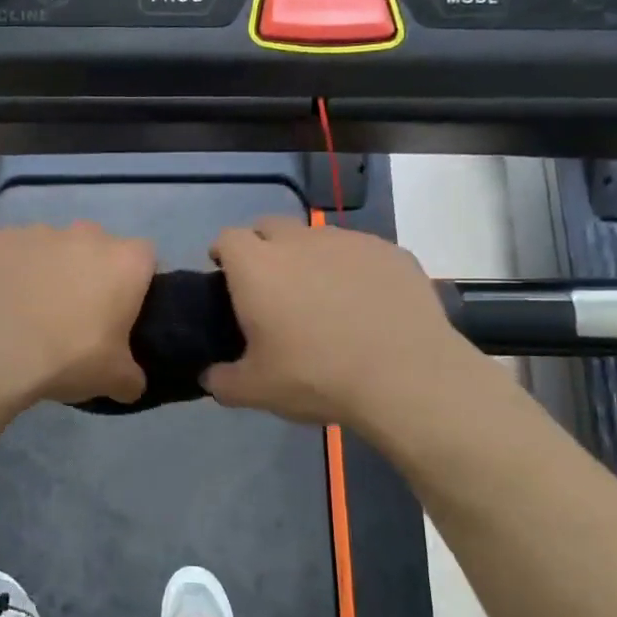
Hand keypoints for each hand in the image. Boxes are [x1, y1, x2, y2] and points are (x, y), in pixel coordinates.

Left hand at [0, 221, 156, 408]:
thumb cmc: (67, 358)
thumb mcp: (113, 379)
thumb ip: (131, 377)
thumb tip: (131, 383)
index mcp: (125, 262)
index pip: (145, 258)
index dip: (136, 282)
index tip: (123, 310)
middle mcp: (86, 235)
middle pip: (98, 248)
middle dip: (92, 272)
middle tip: (79, 312)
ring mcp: (40, 232)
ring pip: (55, 247)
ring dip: (52, 269)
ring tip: (35, 309)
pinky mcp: (1, 239)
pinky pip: (16, 252)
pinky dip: (15, 270)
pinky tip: (4, 300)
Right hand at [203, 218, 482, 433]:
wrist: (406, 377)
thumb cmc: (317, 377)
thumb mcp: (256, 390)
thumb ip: (223, 381)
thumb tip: (210, 377)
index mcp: (258, 267)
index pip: (228, 238)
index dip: (223, 253)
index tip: (225, 276)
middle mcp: (300, 241)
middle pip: (270, 226)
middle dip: (263, 247)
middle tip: (271, 287)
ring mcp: (349, 242)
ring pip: (317, 238)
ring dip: (310, 257)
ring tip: (322, 298)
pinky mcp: (390, 252)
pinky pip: (360, 252)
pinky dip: (353, 270)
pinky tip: (366, 304)